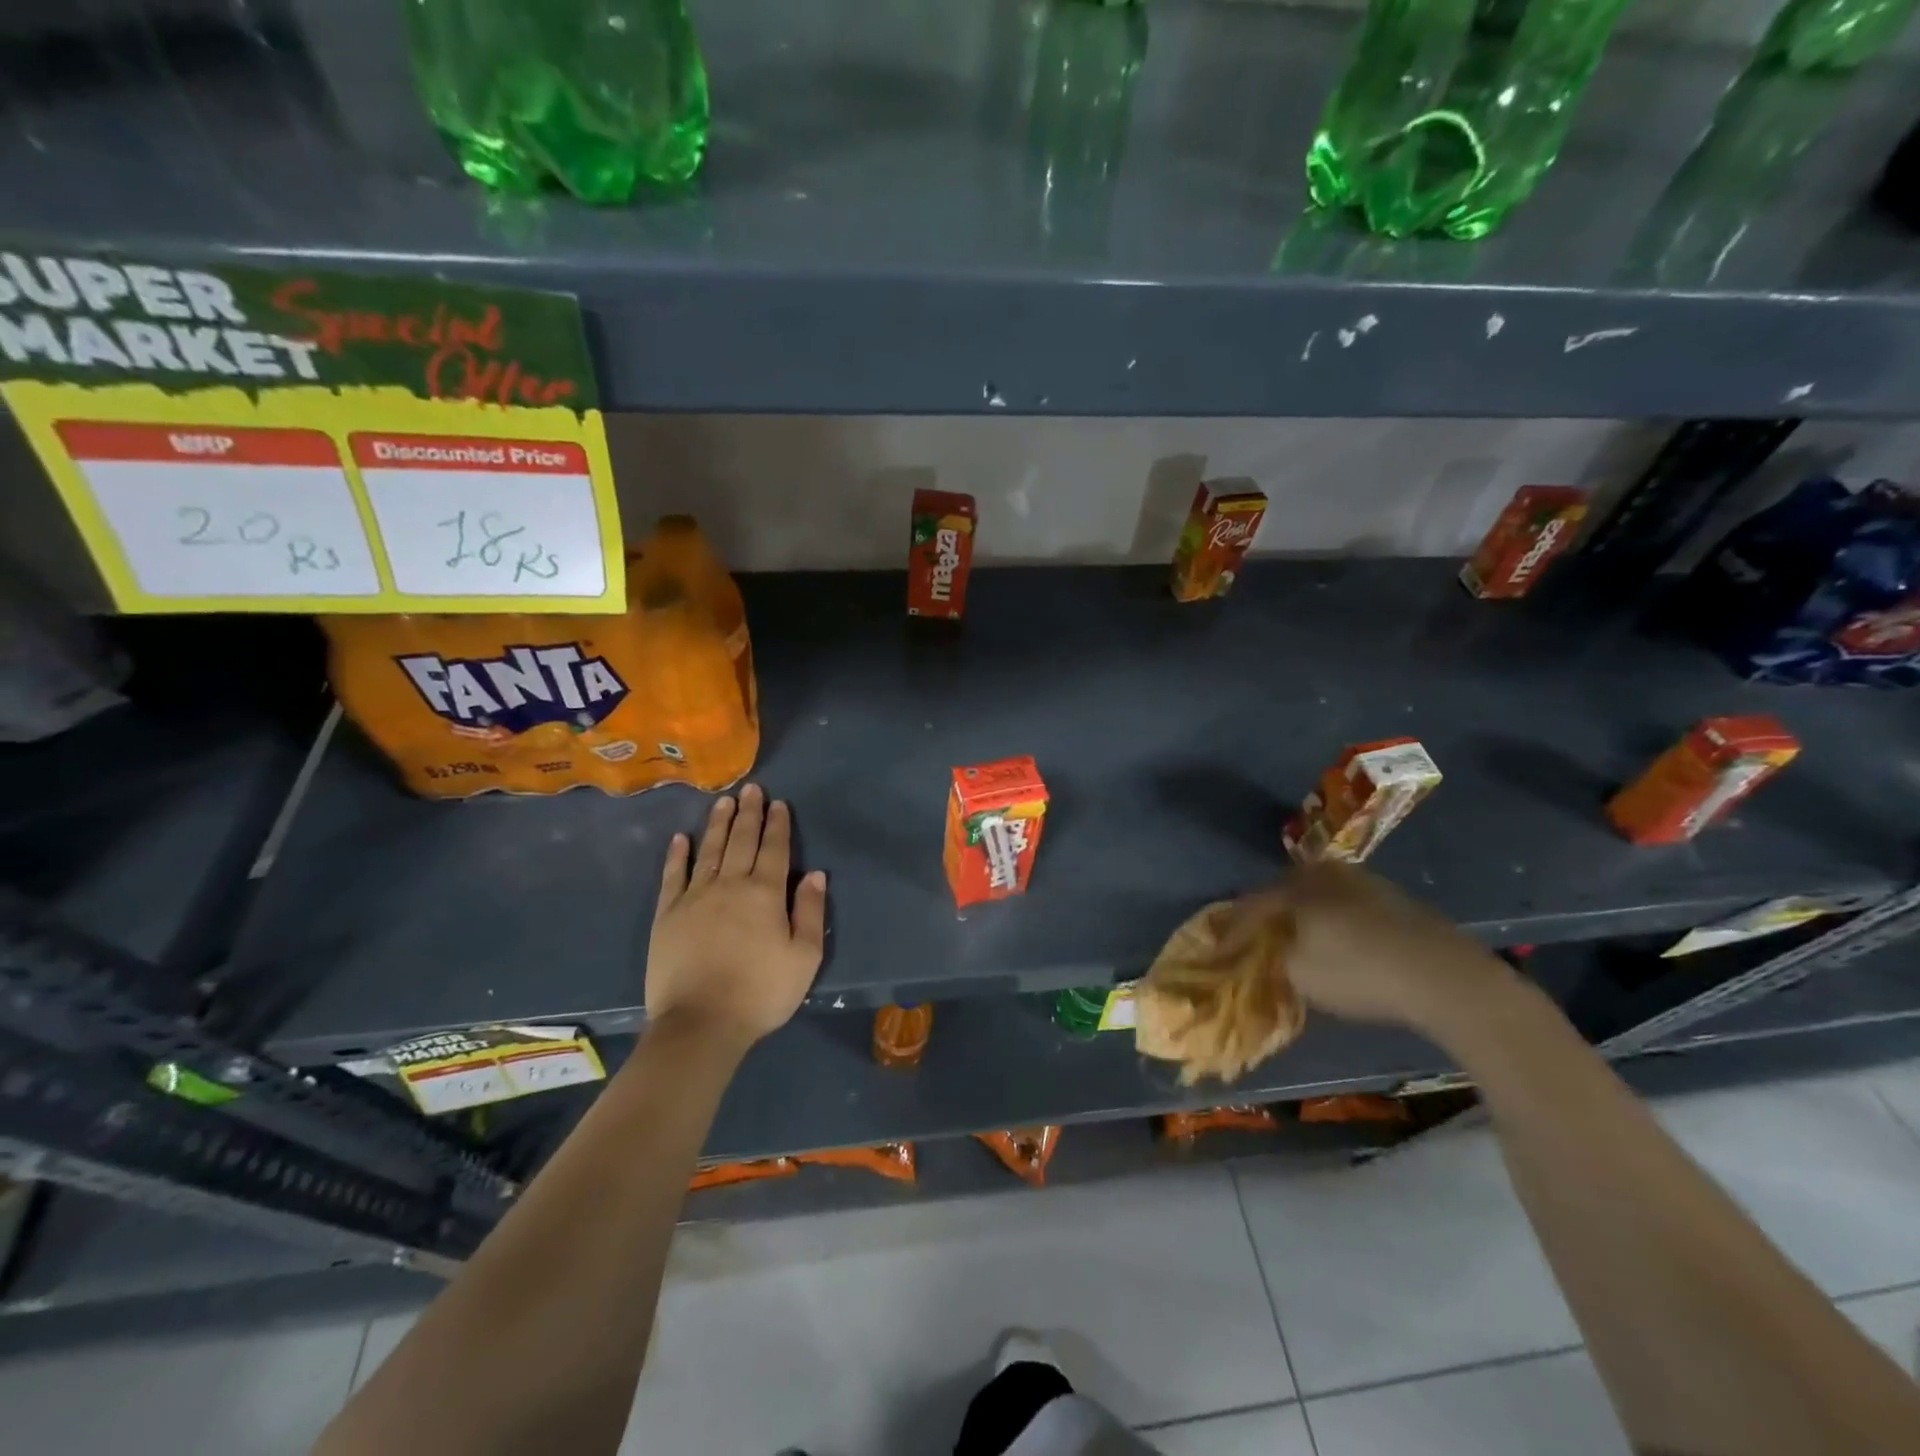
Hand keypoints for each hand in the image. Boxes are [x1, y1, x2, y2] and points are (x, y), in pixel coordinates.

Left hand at [646, 783, 826, 1053]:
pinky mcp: (667, 915)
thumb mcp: (804, 958)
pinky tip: (680, 839)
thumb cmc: (760, 992)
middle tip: (750, 789)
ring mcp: (694, 897)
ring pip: (709, 851)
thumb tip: (816, 874)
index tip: (778, 803)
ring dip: (717, 824)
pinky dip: (677, 855)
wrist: (700, 1023)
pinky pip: (672, 876)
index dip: (777, 825)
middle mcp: (730, 885)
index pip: (774, 849)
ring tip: (723, 801)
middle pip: (741, 841)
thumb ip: (811, 912)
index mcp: (765, 894)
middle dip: (748, 814)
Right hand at [1238, 860, 1513, 1033]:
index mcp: (1297, 886)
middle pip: (1287, 891)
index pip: (1254, 903)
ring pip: (1322, 896)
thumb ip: (1274, 959)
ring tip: (1302, 940)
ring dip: (1308, 916)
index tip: (1222, 946)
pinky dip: (1338, 922)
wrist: (1446, 977)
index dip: (1236, 927)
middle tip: (1262, 936)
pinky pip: (1351, 908)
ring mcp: (1367, 883)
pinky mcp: (1398, 901)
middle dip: (1273, 913)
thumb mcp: (1300, 974)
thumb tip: (1267, 951)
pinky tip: (1343, 943)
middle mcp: (1328, 874)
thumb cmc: (1359, 972)